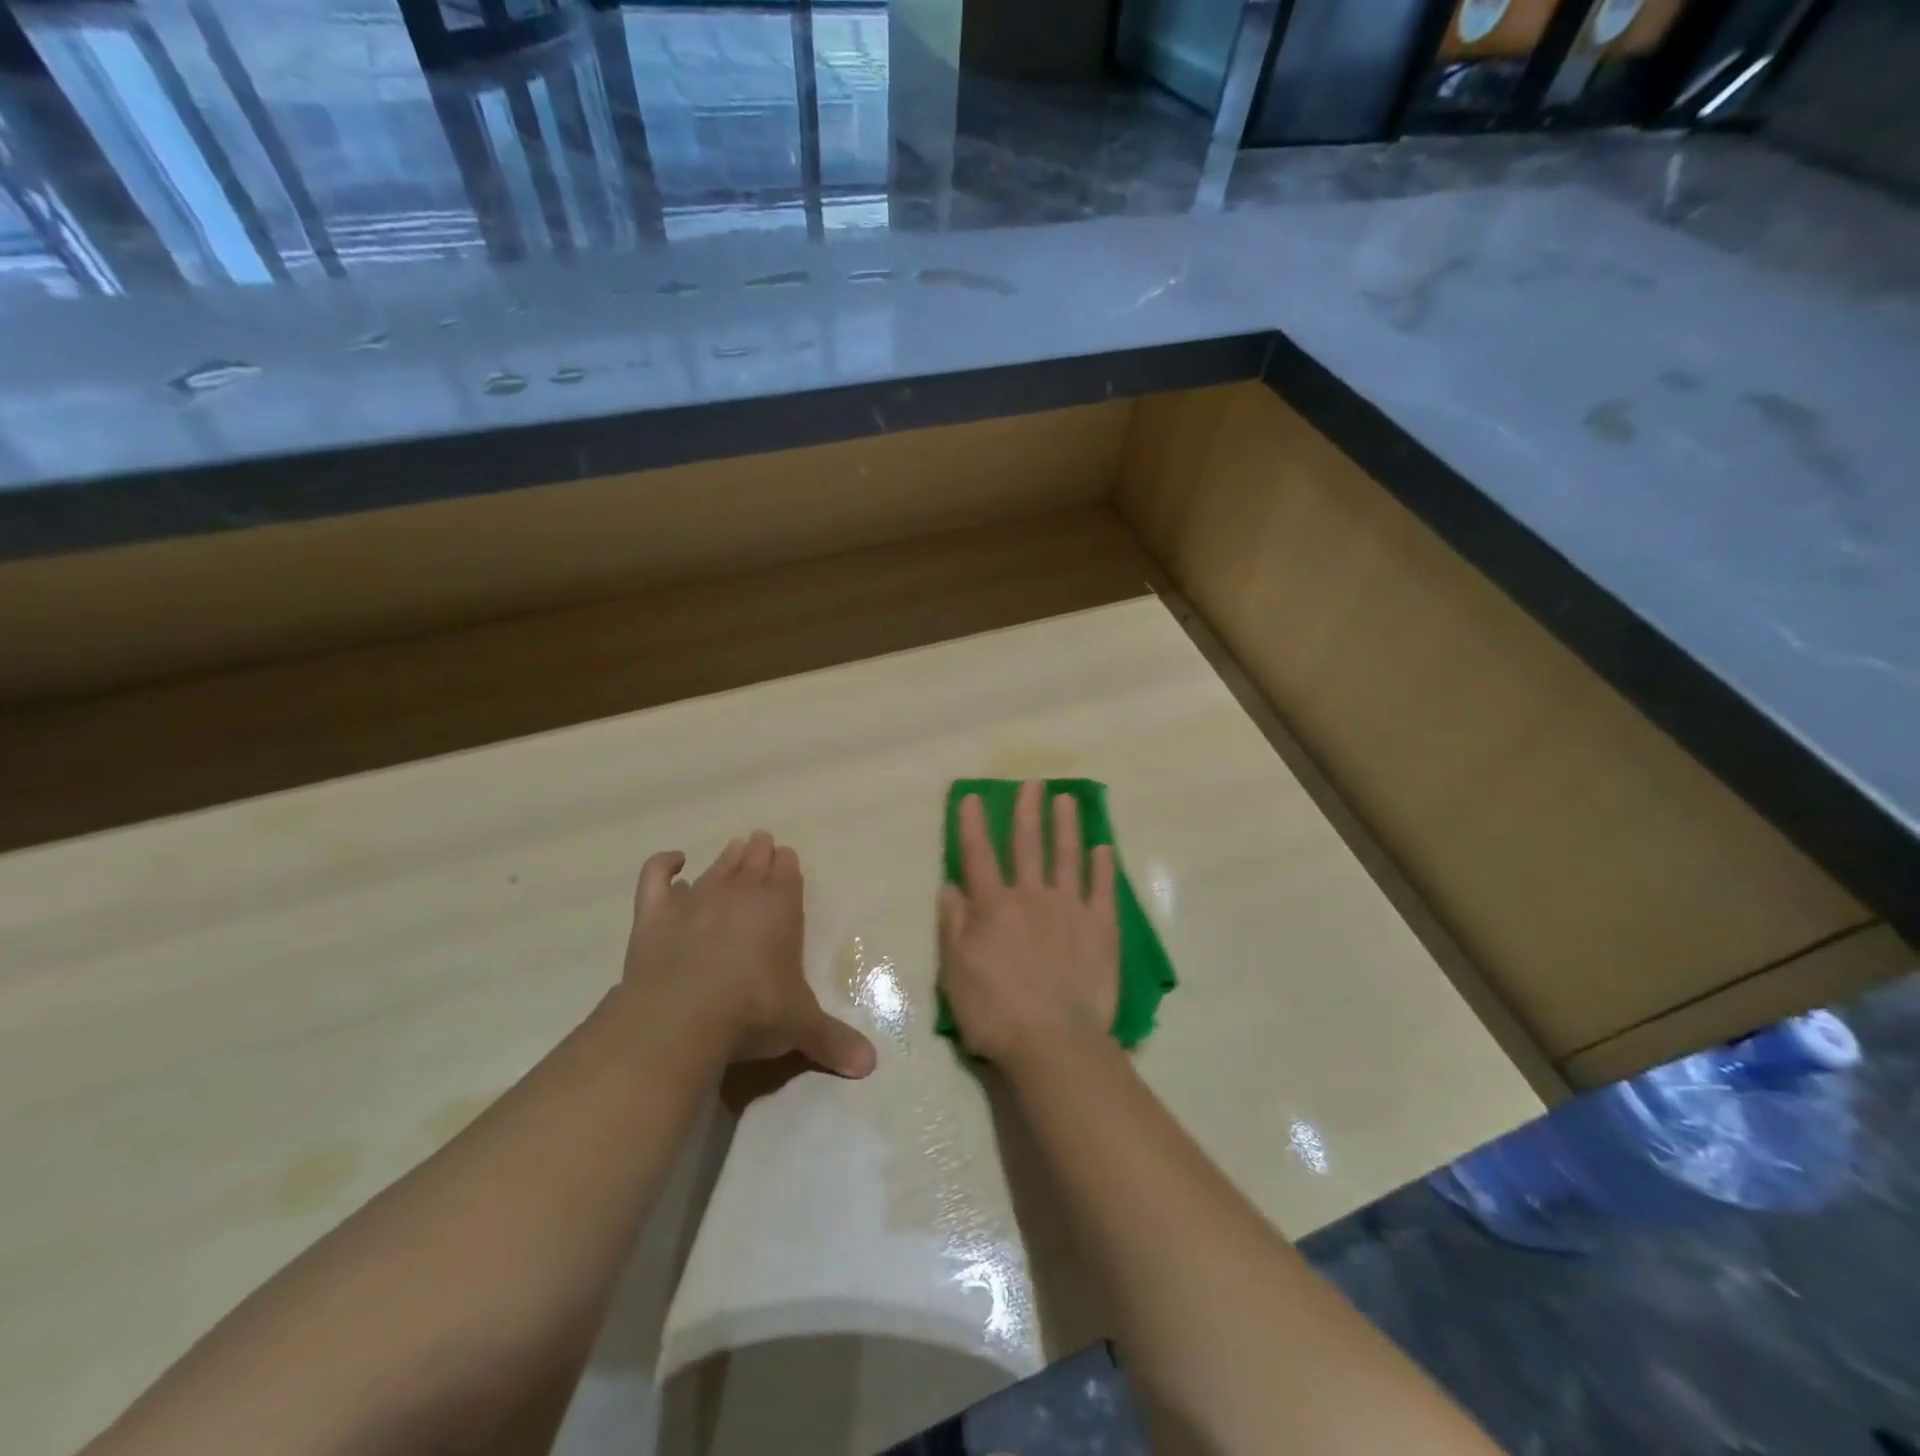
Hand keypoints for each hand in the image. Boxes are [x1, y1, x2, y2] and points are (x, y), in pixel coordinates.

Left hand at [620, 832, 876, 1079]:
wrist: (683, 1016)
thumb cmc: (753, 1013)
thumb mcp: (801, 1028)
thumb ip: (833, 1040)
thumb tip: (870, 1066)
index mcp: (780, 909)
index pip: (787, 876)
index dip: (788, 866)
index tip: (787, 856)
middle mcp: (740, 895)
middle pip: (753, 863)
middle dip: (760, 852)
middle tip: (762, 841)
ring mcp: (695, 901)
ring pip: (715, 868)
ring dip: (727, 857)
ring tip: (735, 848)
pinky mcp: (655, 915)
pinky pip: (657, 877)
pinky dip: (664, 864)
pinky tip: (674, 861)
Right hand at [937, 781, 1119, 1067]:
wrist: (1053, 1042)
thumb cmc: (995, 1012)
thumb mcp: (955, 972)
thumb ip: (953, 925)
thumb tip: (950, 885)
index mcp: (993, 907)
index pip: (978, 855)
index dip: (973, 824)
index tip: (972, 796)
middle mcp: (1031, 897)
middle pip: (1027, 844)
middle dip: (1027, 810)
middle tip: (1032, 782)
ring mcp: (1070, 909)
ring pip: (1067, 856)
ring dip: (1066, 825)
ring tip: (1067, 799)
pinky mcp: (1101, 927)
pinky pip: (1103, 888)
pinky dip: (1103, 866)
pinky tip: (1104, 848)